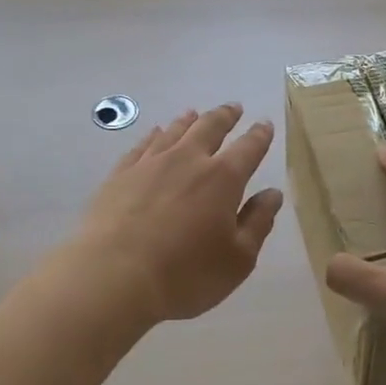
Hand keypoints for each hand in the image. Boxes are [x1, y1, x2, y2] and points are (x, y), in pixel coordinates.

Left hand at [73, 104, 284, 324]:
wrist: (113, 277)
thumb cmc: (186, 274)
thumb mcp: (237, 258)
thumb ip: (258, 222)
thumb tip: (273, 194)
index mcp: (223, 179)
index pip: (248, 148)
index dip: (259, 136)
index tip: (264, 124)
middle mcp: (188, 161)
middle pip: (210, 128)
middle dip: (225, 116)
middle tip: (234, 107)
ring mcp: (150, 164)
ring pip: (174, 131)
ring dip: (188, 121)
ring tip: (195, 113)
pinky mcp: (120, 175)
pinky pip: (141, 146)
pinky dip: (153, 135)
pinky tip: (154, 133)